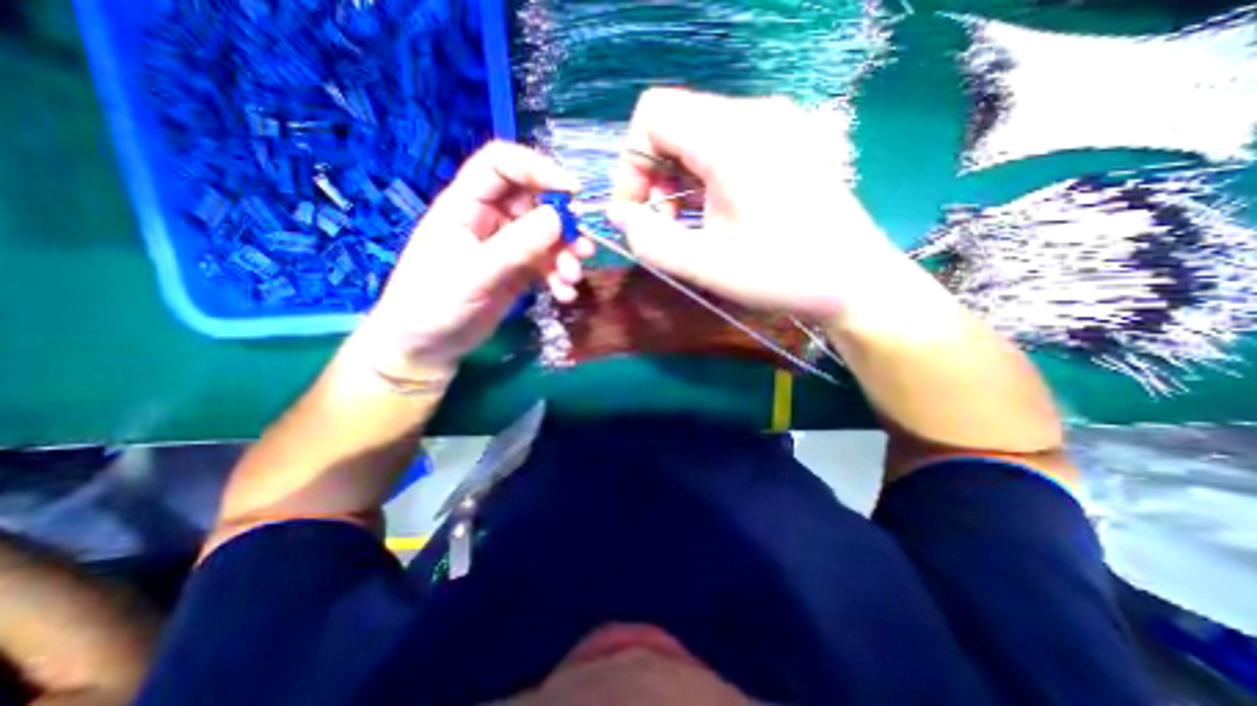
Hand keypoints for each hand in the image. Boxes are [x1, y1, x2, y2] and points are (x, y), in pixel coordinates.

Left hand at [353, 141, 588, 378]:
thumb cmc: (433, 305)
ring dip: (566, 255)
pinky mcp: (518, 271)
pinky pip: (547, 264)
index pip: (501, 165)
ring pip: (547, 236)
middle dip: (563, 224)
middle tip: (582, 249)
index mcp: (465, 205)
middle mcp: (490, 219)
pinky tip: (564, 295)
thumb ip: (516, 246)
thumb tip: (559, 217)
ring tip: (572, 279)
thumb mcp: (474, 274)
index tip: (572, 191)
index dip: (537, 168)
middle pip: (535, 202)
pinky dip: (560, 277)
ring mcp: (507, 246)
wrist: (427, 347)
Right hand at [607, 85, 902, 322]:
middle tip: (664, 226)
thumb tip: (619, 215)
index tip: (636, 211)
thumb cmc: (781, 274)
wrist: (854, 282)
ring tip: (688, 225)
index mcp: (731, 136)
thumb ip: (650, 240)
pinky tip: (714, 213)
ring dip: (677, 180)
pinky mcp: (785, 142)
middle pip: (674, 124)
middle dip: (653, 176)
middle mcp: (753, 114)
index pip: (652, 114)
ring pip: (697, 135)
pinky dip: (703, 178)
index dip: (631, 163)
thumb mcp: (704, 265)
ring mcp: (774, 124)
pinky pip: (723, 146)